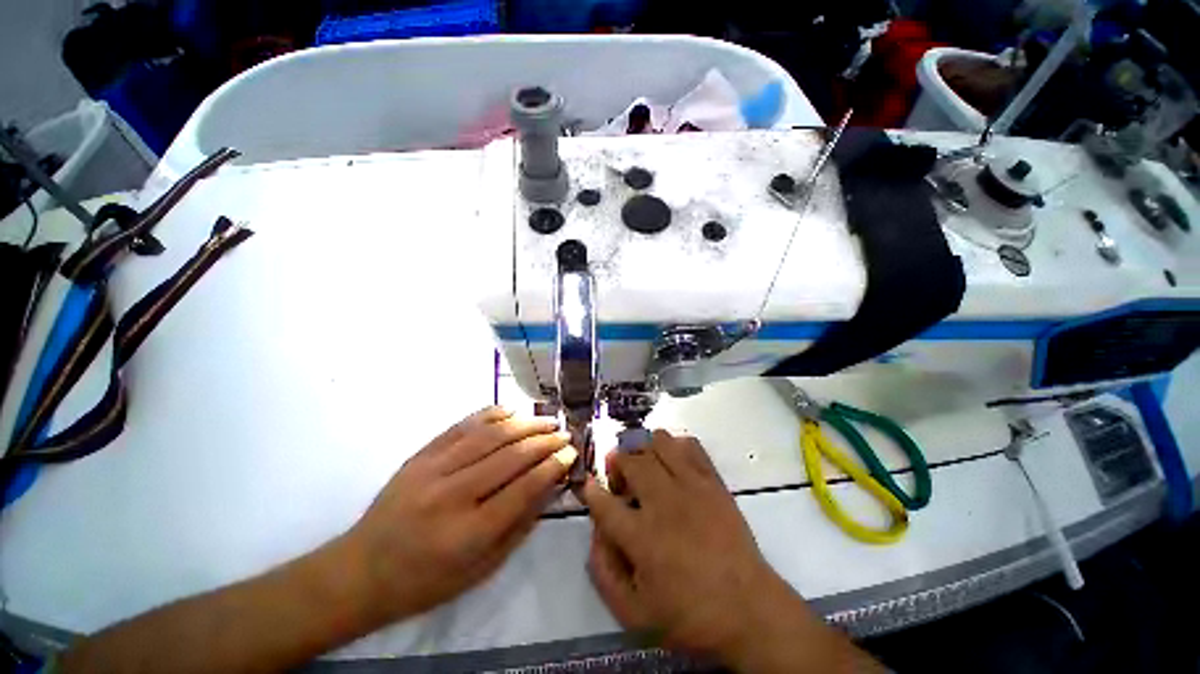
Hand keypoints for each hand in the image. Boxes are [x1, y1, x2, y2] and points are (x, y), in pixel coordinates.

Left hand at [345, 406, 576, 621]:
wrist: (361, 570)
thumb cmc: (426, 581)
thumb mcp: (481, 568)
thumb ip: (520, 524)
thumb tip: (551, 484)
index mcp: (467, 533)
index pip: (523, 488)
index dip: (552, 466)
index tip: (571, 453)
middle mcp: (450, 495)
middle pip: (510, 456)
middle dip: (544, 441)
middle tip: (565, 434)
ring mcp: (432, 469)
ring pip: (490, 435)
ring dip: (525, 424)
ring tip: (547, 421)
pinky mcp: (420, 455)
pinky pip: (462, 426)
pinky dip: (491, 414)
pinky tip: (511, 410)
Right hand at [577, 431, 876, 672]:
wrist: (749, 610)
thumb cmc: (690, 615)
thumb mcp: (634, 613)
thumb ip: (604, 572)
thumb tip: (595, 532)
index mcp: (641, 537)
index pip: (603, 502)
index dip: (591, 491)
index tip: (589, 486)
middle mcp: (663, 502)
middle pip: (630, 461)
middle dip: (617, 462)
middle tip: (620, 476)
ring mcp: (691, 486)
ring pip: (659, 443)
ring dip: (644, 448)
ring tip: (645, 464)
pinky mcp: (713, 481)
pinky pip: (691, 446)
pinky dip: (676, 446)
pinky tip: (674, 461)